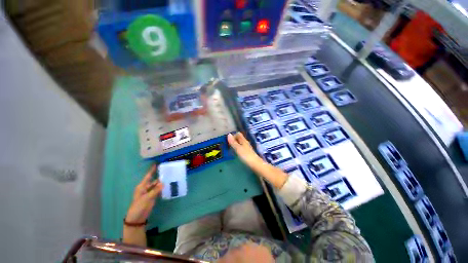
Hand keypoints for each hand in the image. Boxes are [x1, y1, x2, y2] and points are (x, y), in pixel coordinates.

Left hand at [125, 165, 163, 223]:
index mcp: (142, 186)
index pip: (148, 176)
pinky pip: (159, 190)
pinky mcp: (153, 196)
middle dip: (160, 176)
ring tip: (170, 177)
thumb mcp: (146, 198)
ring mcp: (150, 192)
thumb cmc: (139, 206)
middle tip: (168, 171)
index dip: (152, 170)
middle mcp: (146, 187)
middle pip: (154, 180)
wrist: (137, 218)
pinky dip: (163, 187)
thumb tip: (163, 183)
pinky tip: (168, 185)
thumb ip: (155, 190)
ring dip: (162, 182)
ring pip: (157, 185)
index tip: (157, 164)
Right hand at [227, 132, 262, 166]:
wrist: (255, 164)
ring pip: (240, 143)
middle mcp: (245, 143)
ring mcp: (247, 148)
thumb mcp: (238, 148)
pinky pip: (241, 148)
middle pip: (239, 138)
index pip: (238, 134)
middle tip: (227, 145)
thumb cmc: (246, 156)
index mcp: (243, 140)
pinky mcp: (247, 153)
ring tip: (230, 149)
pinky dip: (237, 149)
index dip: (233, 136)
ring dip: (235, 145)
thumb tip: (229, 134)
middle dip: (233, 140)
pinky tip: (235, 153)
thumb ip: (233, 142)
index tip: (228, 141)